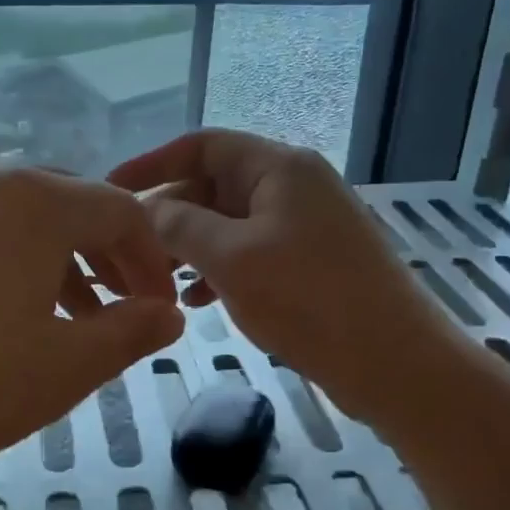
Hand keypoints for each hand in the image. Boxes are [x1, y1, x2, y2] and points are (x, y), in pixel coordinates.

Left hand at [0, 165, 182, 506]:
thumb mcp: (62, 369)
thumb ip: (128, 334)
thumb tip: (168, 314)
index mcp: (35, 201)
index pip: (120, 211)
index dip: (152, 260)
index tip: (159, 310)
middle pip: (66, 206)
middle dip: (102, 257)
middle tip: (112, 313)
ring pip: (11, 218)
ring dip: (49, 262)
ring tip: (53, 321)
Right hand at [110, 130, 465, 422]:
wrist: (397, 364)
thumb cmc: (310, 300)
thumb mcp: (232, 259)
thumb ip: (180, 226)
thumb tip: (146, 209)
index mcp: (278, 167)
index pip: (202, 145)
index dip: (152, 162)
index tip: (112, 188)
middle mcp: (292, 185)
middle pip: (213, 185)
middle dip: (169, 215)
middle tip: (130, 251)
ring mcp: (304, 224)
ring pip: (228, 223)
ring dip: (190, 247)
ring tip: (155, 281)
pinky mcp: (310, 261)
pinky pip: (250, 251)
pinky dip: (219, 268)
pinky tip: (195, 301)